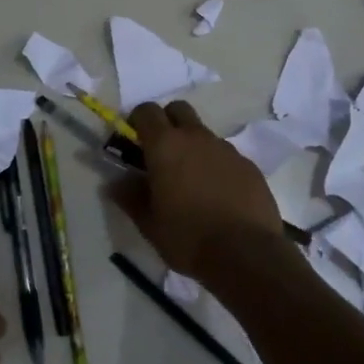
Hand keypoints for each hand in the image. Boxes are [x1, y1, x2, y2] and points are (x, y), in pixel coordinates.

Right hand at [113, 101, 286, 282]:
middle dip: (167, 122)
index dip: (137, 121)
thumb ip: (130, 198)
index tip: (133, 141)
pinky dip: (216, 165)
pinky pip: (226, 155)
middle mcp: (196, 137)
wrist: (246, 254)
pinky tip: (217, 195)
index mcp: (165, 146)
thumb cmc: (188, 237)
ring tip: (191, 181)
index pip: (146, 111)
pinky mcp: (249, 165)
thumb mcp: (149, 224)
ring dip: (193, 146)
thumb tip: (115, 183)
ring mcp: (226, 149)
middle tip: (161, 153)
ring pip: (203, 133)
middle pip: (178, 110)